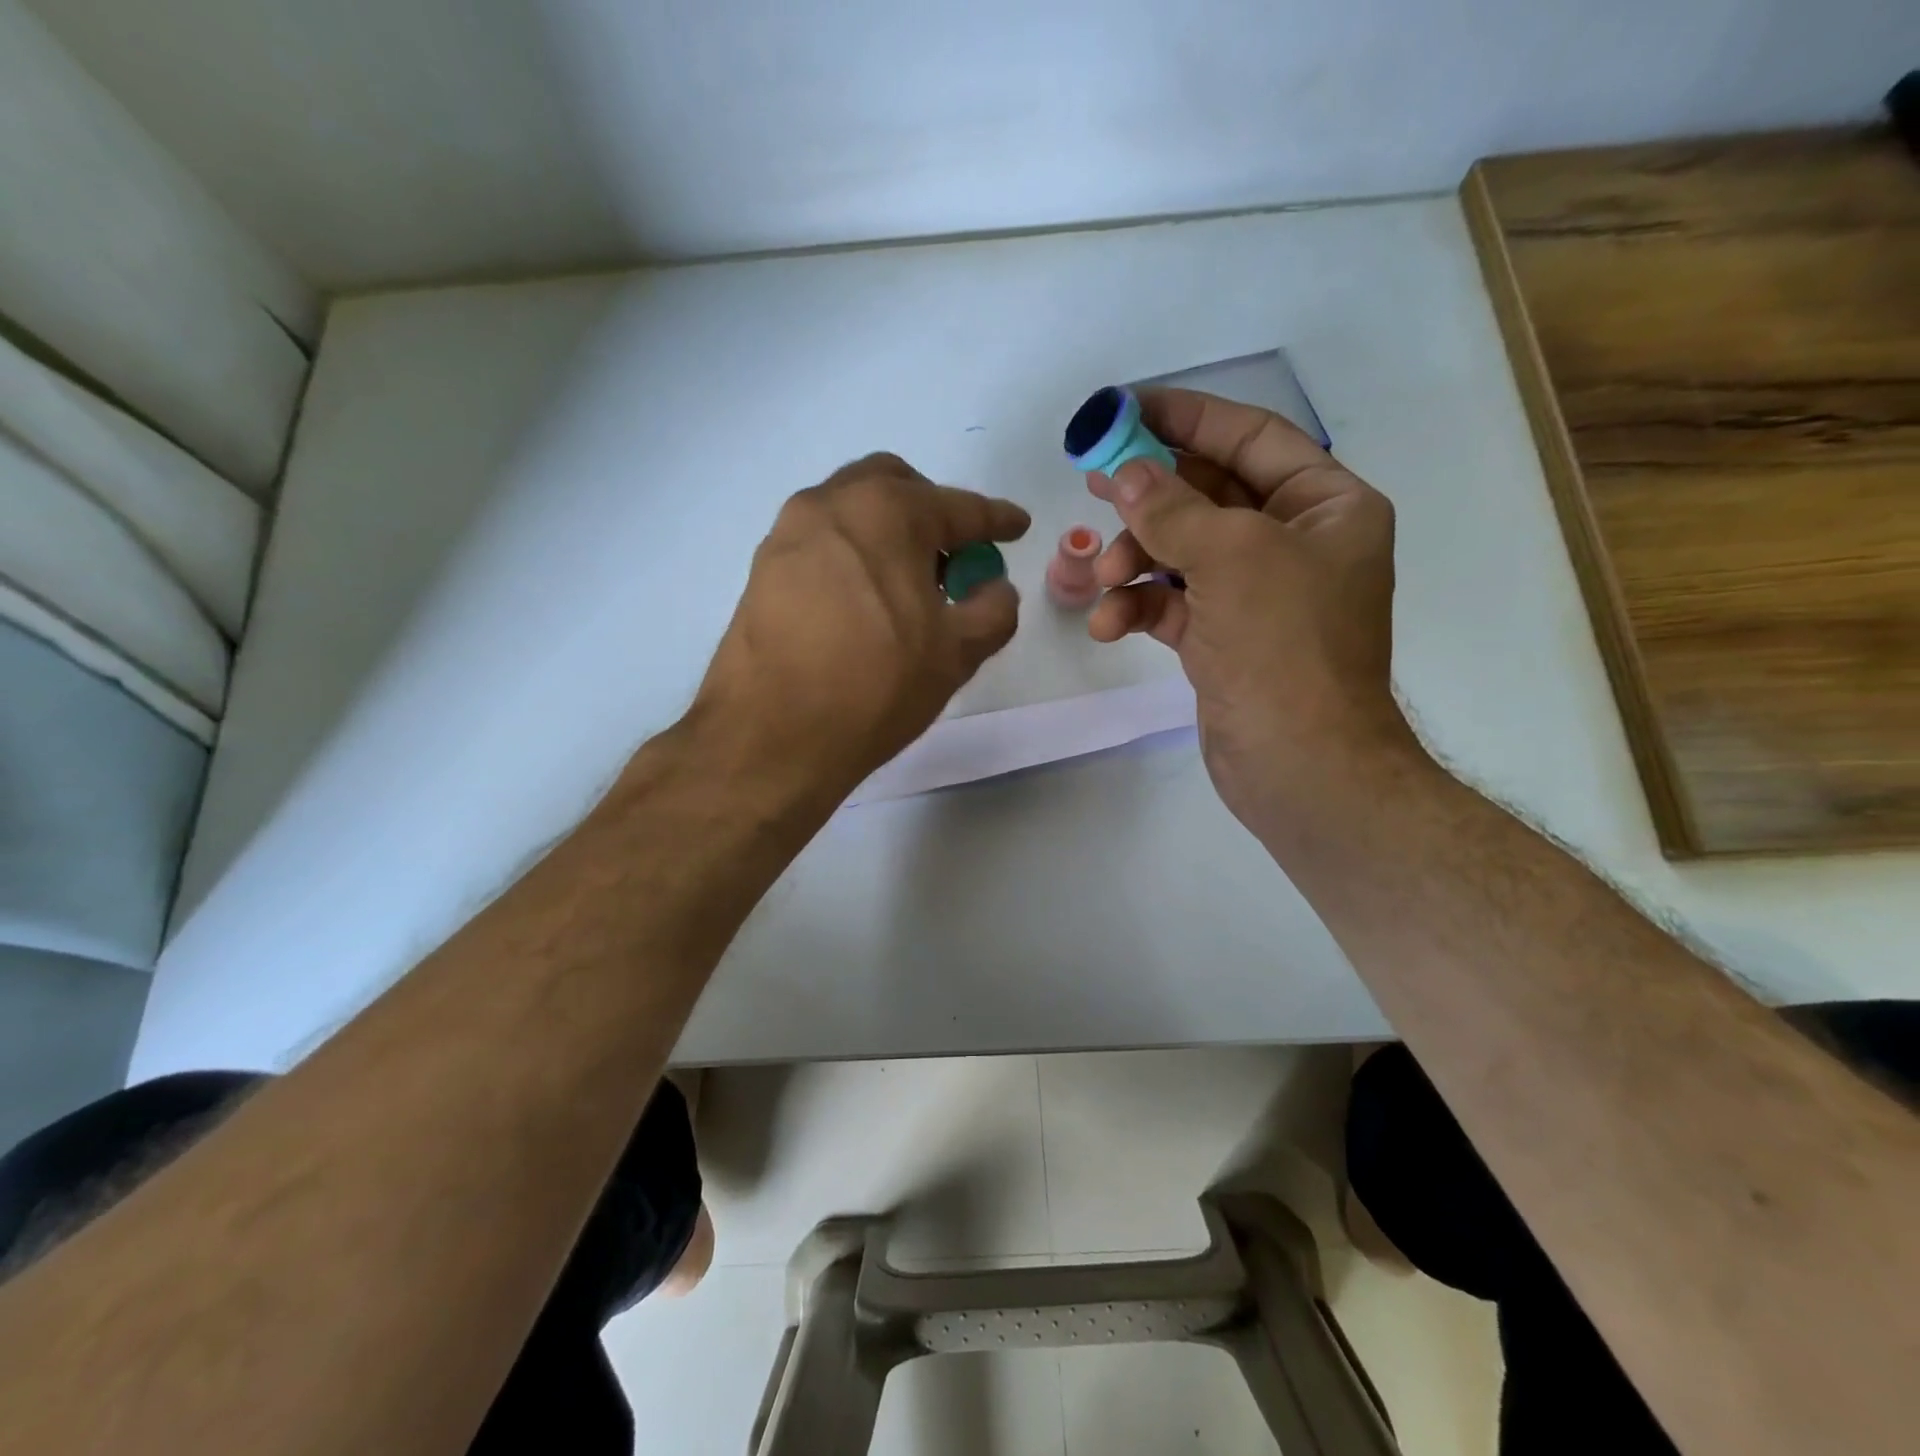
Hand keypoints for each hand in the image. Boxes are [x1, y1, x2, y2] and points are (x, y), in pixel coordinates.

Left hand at [694, 453, 1029, 799]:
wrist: (771, 737)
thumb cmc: (874, 686)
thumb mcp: (956, 653)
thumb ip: (993, 609)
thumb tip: (995, 588)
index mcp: (888, 511)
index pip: (957, 507)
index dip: (996, 519)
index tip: (1018, 526)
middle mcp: (832, 504)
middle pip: (895, 486)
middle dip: (932, 510)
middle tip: (953, 556)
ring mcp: (788, 534)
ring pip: (851, 510)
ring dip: (887, 531)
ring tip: (907, 583)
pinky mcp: (762, 569)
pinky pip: (821, 544)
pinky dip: (853, 554)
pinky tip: (862, 601)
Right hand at [1086, 388, 1414, 834]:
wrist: (1300, 766)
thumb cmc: (1284, 648)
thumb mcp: (1232, 558)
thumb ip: (1172, 508)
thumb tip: (1125, 474)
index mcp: (1325, 507)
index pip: (1251, 439)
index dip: (1189, 419)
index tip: (1127, 409)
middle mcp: (1293, 543)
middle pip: (1208, 495)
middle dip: (1148, 495)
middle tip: (1091, 483)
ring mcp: (1256, 595)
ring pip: (1181, 552)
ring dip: (1133, 559)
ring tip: (1099, 577)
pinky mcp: (1223, 639)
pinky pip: (1171, 603)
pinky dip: (1137, 607)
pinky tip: (1107, 624)